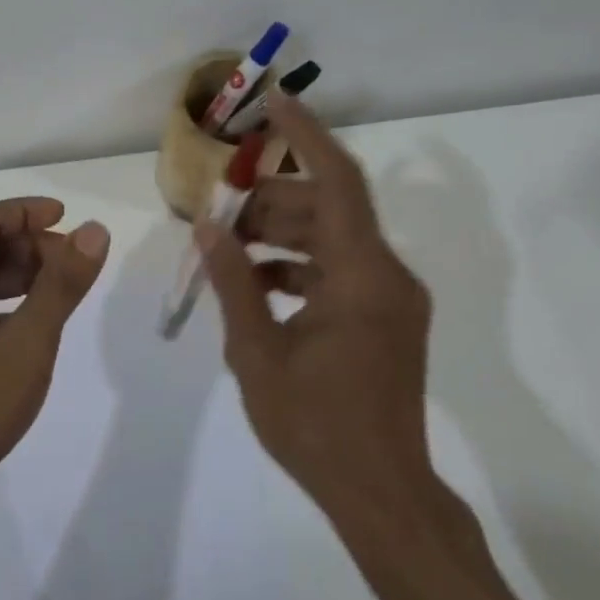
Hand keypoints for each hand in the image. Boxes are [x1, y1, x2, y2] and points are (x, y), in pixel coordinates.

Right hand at [197, 93, 440, 523]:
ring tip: (227, 248)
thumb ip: (233, 281)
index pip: (339, 181)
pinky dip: (297, 266)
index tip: (273, 104)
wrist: (382, 496)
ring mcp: (390, 298)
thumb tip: (208, 225)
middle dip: (270, 200)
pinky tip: (254, 283)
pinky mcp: (385, 318)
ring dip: (280, 234)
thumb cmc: (316, 426)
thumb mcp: (257, 352)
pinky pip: (338, 270)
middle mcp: (386, 275)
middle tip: (219, 208)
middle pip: (328, 209)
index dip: (306, 136)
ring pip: (331, 239)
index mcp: (362, 276)